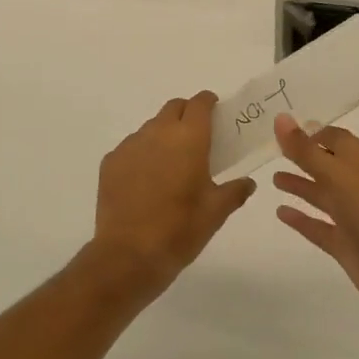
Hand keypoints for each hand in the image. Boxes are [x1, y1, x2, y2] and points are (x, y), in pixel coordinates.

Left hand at [89, 92, 255, 303]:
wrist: (128, 255)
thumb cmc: (180, 229)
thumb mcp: (216, 213)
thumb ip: (235, 191)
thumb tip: (248, 182)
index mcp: (189, 138)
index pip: (200, 103)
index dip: (209, 103)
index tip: (216, 113)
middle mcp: (158, 132)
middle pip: (174, 108)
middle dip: (186, 114)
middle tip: (196, 138)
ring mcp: (131, 145)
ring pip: (151, 127)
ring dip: (164, 135)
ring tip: (170, 163)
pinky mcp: (111, 161)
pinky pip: (131, 147)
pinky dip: (142, 154)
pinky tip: (146, 180)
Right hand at [273, 115, 358, 321]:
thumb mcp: (336, 172)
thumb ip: (305, 149)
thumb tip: (280, 117)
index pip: (336, 138)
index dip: (312, 133)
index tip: (284, 130)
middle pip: (328, 165)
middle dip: (304, 157)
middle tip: (273, 150)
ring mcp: (353, 215)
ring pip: (323, 194)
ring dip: (300, 185)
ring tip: (274, 179)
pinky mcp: (345, 242)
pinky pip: (319, 226)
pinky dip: (301, 219)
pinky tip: (280, 212)